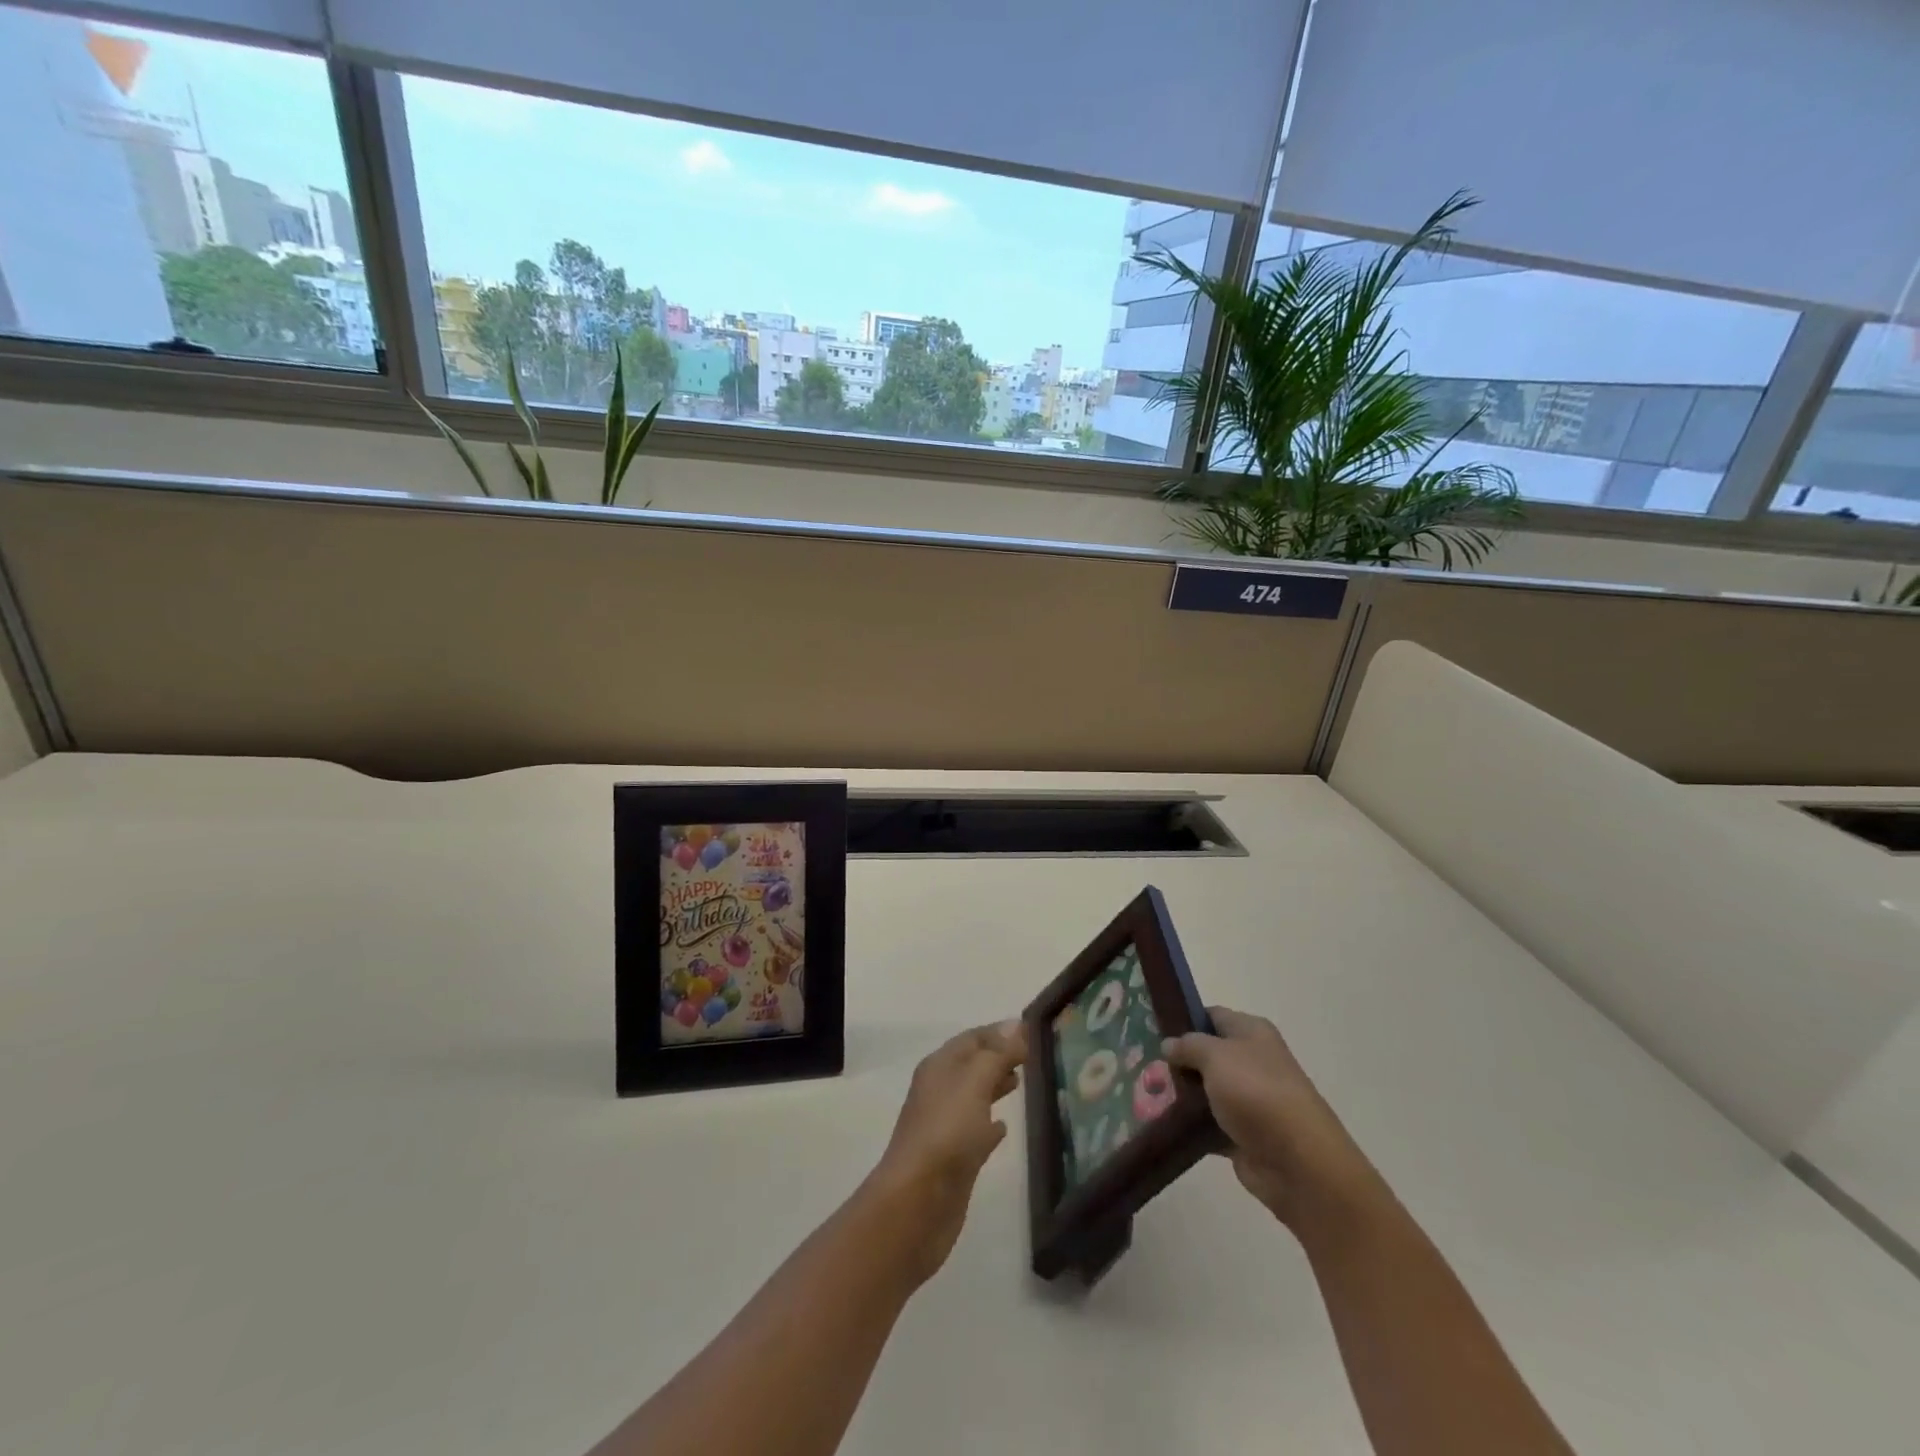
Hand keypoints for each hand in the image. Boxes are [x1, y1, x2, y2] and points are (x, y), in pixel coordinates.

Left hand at [869, 1020, 1027, 1281]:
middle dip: (999, 1056)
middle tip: (1032, 1055)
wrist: (918, 1202)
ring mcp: (945, 1125)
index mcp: (940, 1066)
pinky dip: (990, 1124)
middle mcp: (939, 1090)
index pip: (972, 1038)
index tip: (1031, 1030)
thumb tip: (1016, 1024)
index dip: (999, 1032)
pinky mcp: (954, 1158)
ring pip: (974, 1095)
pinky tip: (1004, 1128)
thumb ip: (997, 1054)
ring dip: (995, 1085)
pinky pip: (975, 1130)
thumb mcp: (975, 1082)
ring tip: (1021, 1082)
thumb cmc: (947, 1132)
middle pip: (972, 1064)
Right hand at [1164, 1007, 1376, 1228]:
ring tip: (1144, 1092)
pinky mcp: (1243, 1134)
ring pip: (1206, 1090)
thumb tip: (1169, 1044)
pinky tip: (1161, 1122)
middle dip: (1178, 1059)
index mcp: (1252, 1032)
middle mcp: (1252, 1061)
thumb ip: (1188, 1045)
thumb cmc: (1257, 1094)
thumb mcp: (1216, 1056)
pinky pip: (1209, 1123)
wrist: (1299, 1164)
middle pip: (1207, 1054)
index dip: (1183, 1018)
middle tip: (1142, 1061)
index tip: (1150, 1026)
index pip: (1211, 1015)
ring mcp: (1249, 1100)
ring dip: (1181, 1093)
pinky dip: (1190, 1125)